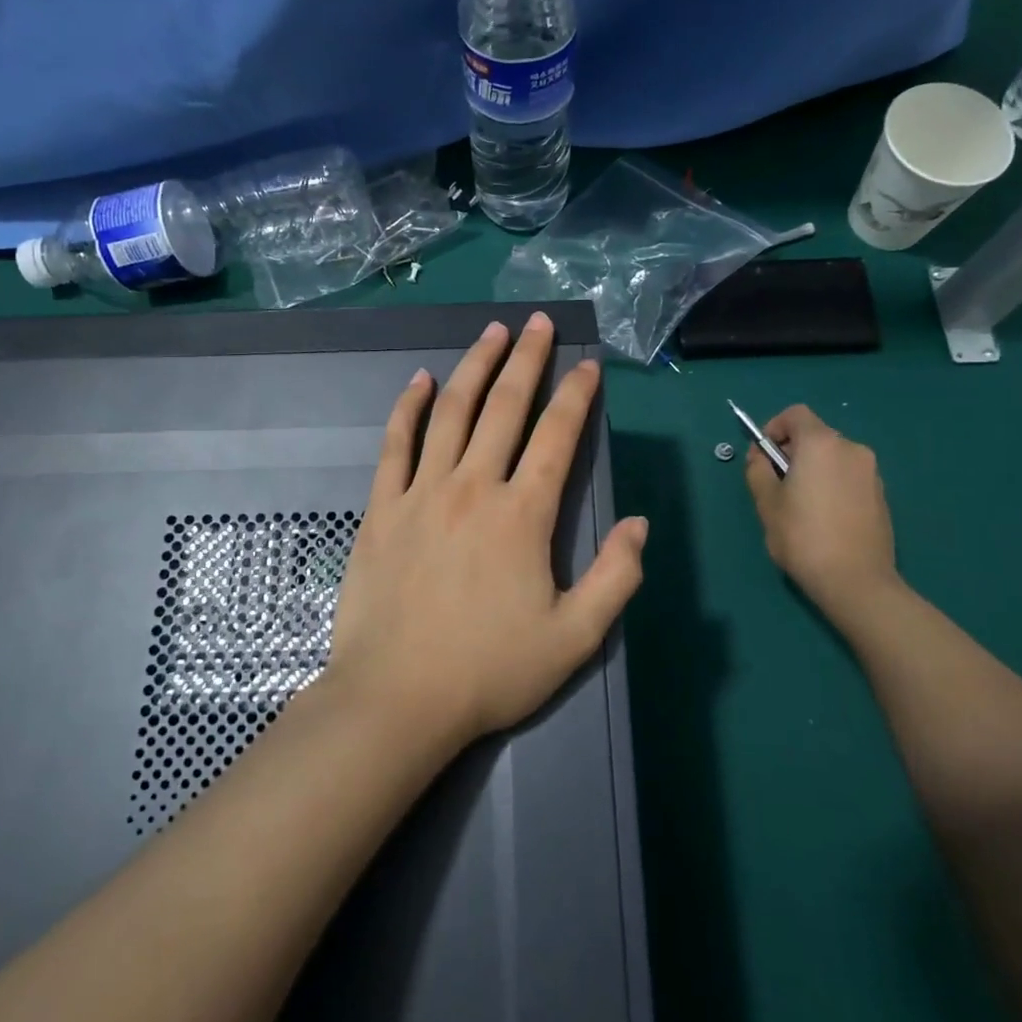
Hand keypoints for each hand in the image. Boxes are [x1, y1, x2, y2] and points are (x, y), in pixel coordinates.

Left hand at [326, 313, 649, 752]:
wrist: (396, 699)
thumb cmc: (489, 672)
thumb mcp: (574, 638)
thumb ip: (615, 578)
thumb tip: (639, 524)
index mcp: (523, 514)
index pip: (558, 436)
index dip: (577, 396)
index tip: (588, 366)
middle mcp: (474, 487)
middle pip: (504, 406)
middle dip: (527, 359)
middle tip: (539, 322)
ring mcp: (422, 492)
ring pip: (452, 412)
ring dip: (474, 366)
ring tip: (491, 332)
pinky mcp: (382, 508)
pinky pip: (396, 444)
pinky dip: (409, 408)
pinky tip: (420, 381)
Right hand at [744, 404, 900, 620]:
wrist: (856, 581)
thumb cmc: (803, 537)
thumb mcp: (766, 503)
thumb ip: (758, 470)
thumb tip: (761, 457)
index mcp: (821, 444)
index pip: (795, 414)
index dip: (774, 428)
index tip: (763, 455)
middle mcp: (851, 449)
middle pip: (815, 435)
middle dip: (792, 451)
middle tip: (776, 484)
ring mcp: (871, 472)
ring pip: (833, 458)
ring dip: (813, 469)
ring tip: (800, 505)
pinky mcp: (881, 495)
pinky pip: (848, 477)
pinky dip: (832, 485)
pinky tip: (824, 518)